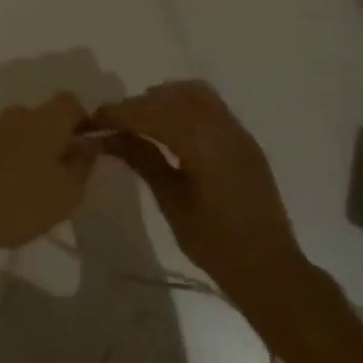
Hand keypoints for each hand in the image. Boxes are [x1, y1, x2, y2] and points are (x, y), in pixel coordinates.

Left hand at [0, 93, 97, 253]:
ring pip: (20, 134)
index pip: (72, 103)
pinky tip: (7, 194)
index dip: (83, 122)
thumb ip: (83, 164)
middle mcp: (17, 114)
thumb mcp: (66, 192)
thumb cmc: (18, 200)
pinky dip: (7, 165)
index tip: (87, 150)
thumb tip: (90, 143)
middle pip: (44, 118)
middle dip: (56, 141)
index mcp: (46, 118)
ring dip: (30, 153)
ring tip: (35, 190)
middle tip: (63, 176)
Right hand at [91, 81, 308, 302]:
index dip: (119, 113)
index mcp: (202, 143)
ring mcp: (237, 130)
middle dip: (137, 105)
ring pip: (193, 94)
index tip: (93, 121)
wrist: (270, 268)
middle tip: (111, 124)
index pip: (152, 113)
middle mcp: (222, 126)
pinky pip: (210, 105)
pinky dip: (184, 104)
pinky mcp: (243, 139)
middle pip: (171, 97)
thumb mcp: (172, 201)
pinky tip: (169, 127)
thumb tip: (109, 136)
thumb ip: (142, 160)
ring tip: (139, 121)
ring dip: (162, 99)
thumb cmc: (215, 243)